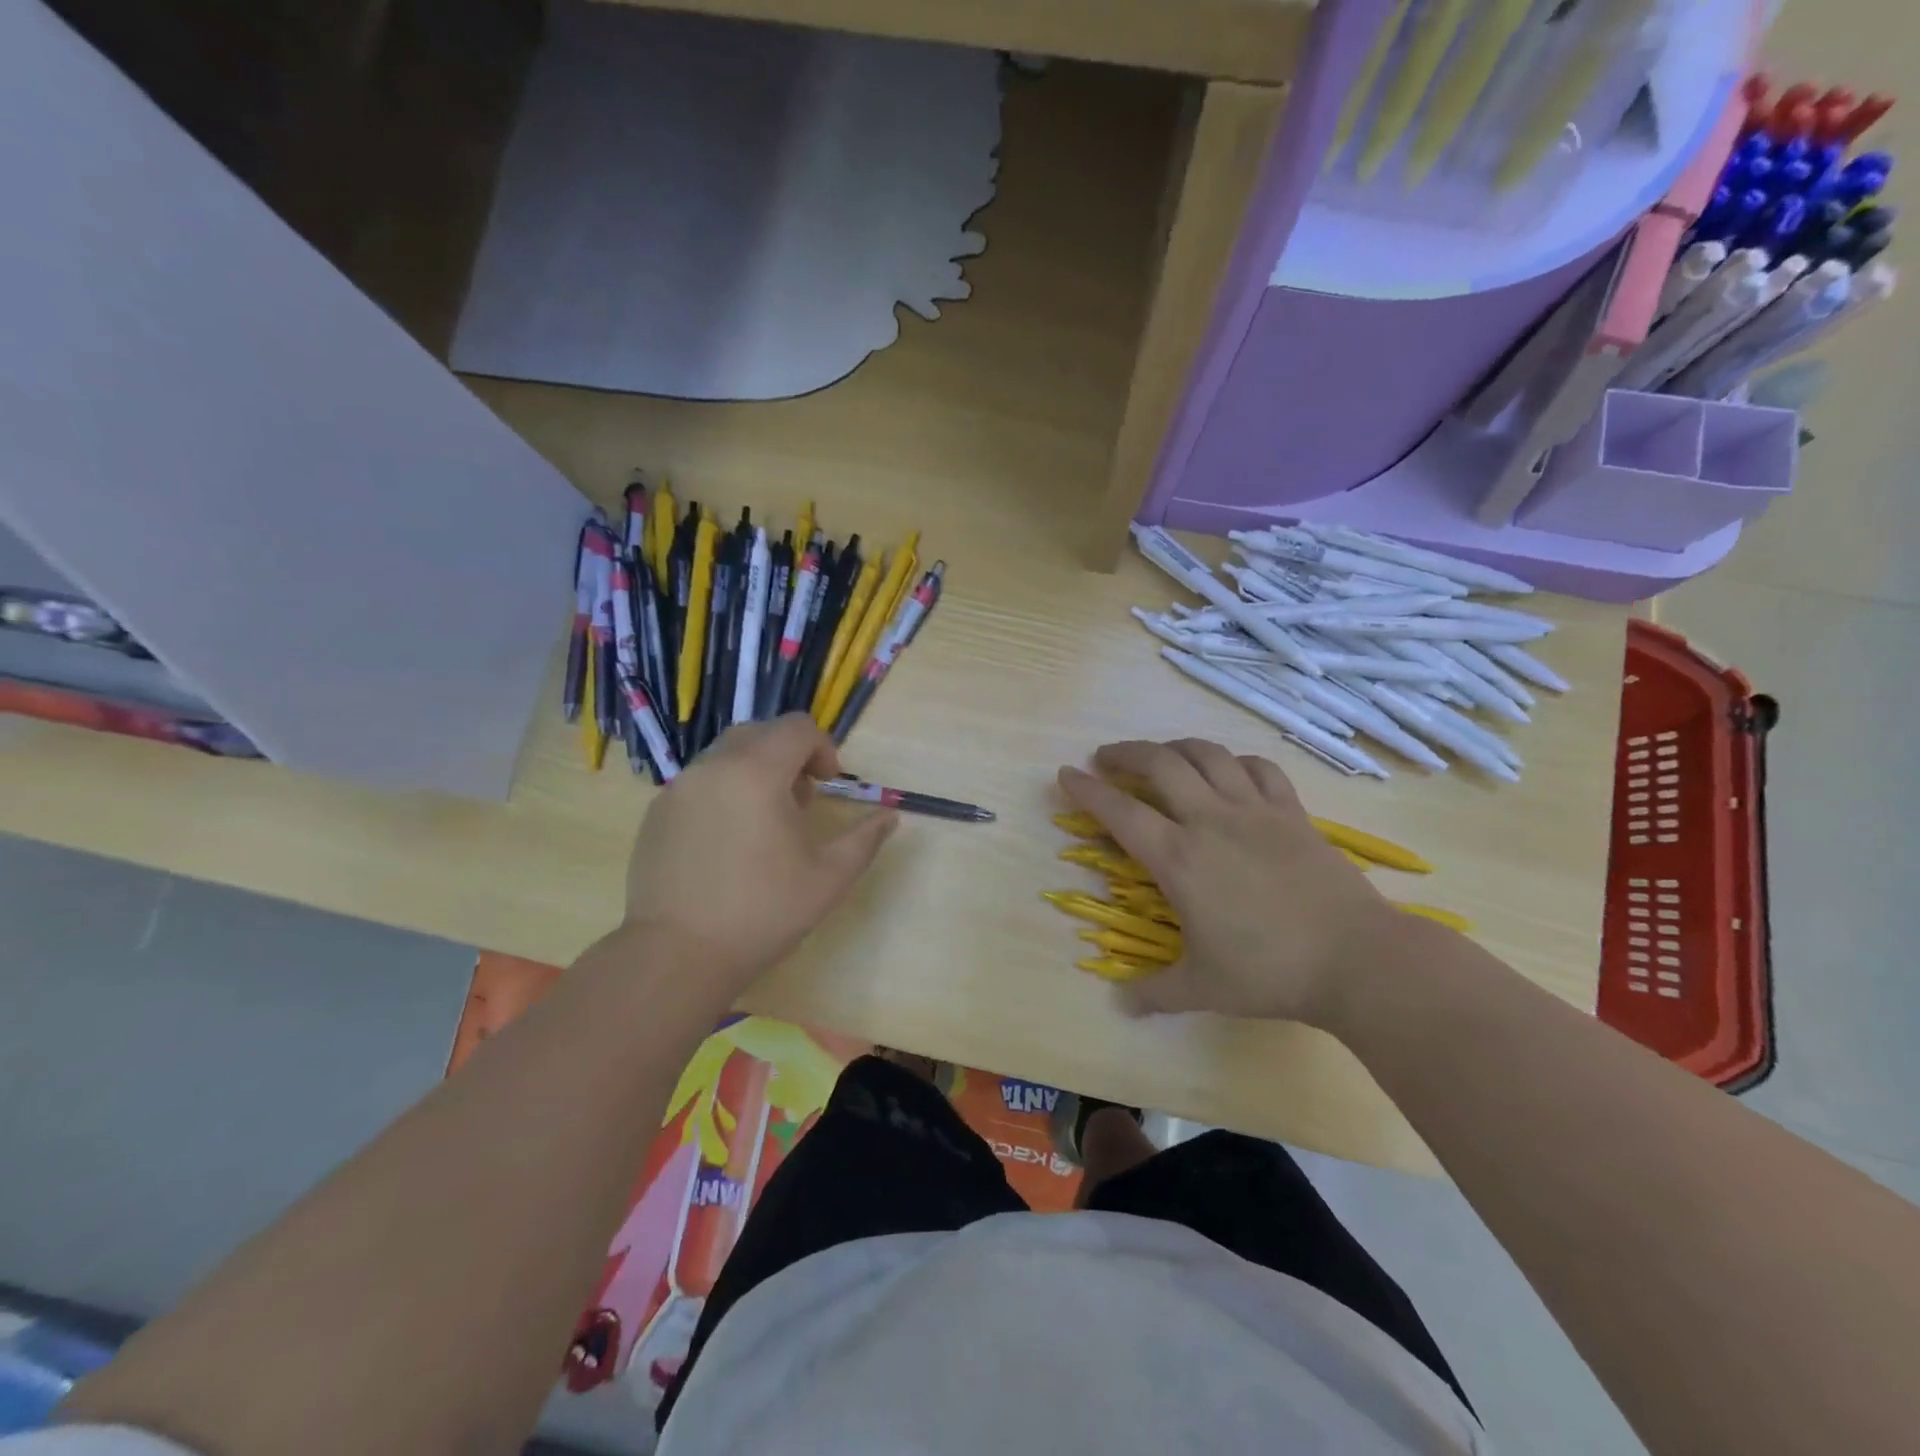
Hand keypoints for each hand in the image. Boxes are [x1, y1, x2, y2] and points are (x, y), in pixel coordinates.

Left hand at [624, 715, 896, 1000]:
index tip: (828, 784)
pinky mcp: (657, 813)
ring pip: (726, 755)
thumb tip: (889, 816)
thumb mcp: (830, 877)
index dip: (822, 748)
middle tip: (801, 801)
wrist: (678, 955)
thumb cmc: (763, 911)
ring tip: (765, 823)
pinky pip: (700, 782)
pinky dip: (724, 791)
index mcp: (757, 772)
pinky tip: (729, 841)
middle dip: (788, 755)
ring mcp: (679, 788)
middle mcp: (713, 767)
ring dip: (755, 771)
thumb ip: (865, 838)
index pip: (796, 727)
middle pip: (760, 733)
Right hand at [1058, 740, 1402, 1023]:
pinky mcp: (1293, 813)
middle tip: (1107, 758)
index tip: (1066, 773)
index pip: (1120, 812)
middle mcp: (1211, 821)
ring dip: (1176, 747)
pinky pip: (1259, 769)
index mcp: (1179, 859)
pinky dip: (1235, 761)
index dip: (1087, 790)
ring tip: (1162, 756)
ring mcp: (1255, 811)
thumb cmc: (1271, 972)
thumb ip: (1155, 993)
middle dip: (1127, 753)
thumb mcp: (1204, 988)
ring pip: (1208, 755)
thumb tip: (1121, 1006)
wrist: (1358, 959)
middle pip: (1161, 764)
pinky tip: (1229, 770)